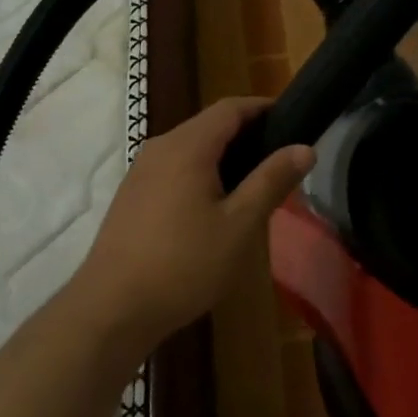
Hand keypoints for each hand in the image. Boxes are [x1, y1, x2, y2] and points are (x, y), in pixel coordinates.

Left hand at [73, 97, 312, 351]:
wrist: (112, 309)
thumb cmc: (184, 265)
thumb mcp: (239, 225)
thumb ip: (271, 181)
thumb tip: (305, 147)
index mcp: (187, 146)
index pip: (230, 108)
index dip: (263, 108)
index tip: (293, 119)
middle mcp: (160, 147)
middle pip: (209, 125)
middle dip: (246, 134)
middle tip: (281, 159)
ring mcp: (141, 171)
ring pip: (190, 148)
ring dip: (223, 156)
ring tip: (254, 184)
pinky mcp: (132, 195)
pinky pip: (174, 168)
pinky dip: (201, 173)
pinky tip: (215, 207)